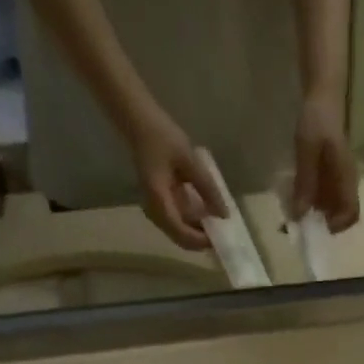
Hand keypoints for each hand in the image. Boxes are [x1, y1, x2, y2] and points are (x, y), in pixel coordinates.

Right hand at [129, 111, 226, 250]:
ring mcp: (155, 209)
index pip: (182, 233)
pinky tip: (206, 215)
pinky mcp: (159, 204)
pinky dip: (192, 223)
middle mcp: (154, 212)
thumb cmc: (162, 136)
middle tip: (222, 235)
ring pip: (178, 233)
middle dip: (201, 241)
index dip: (201, 240)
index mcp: (159, 201)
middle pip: (180, 239)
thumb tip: (224, 215)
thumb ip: (207, 188)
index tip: (220, 238)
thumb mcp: (189, 161)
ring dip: (197, 233)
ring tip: (217, 225)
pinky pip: (176, 222)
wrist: (139, 122)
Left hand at [291, 91, 359, 232]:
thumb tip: (300, 215)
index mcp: (346, 177)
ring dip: (313, 212)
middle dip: (321, 222)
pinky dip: (310, 200)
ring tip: (294, 207)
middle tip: (300, 219)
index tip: (317, 226)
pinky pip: (322, 195)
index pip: (352, 212)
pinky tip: (296, 194)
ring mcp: (338, 179)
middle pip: (340, 214)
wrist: (322, 96)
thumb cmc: (317, 119)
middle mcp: (346, 182)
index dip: (338, 225)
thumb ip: (305, 181)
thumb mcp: (307, 150)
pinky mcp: (329, 175)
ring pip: (329, 206)